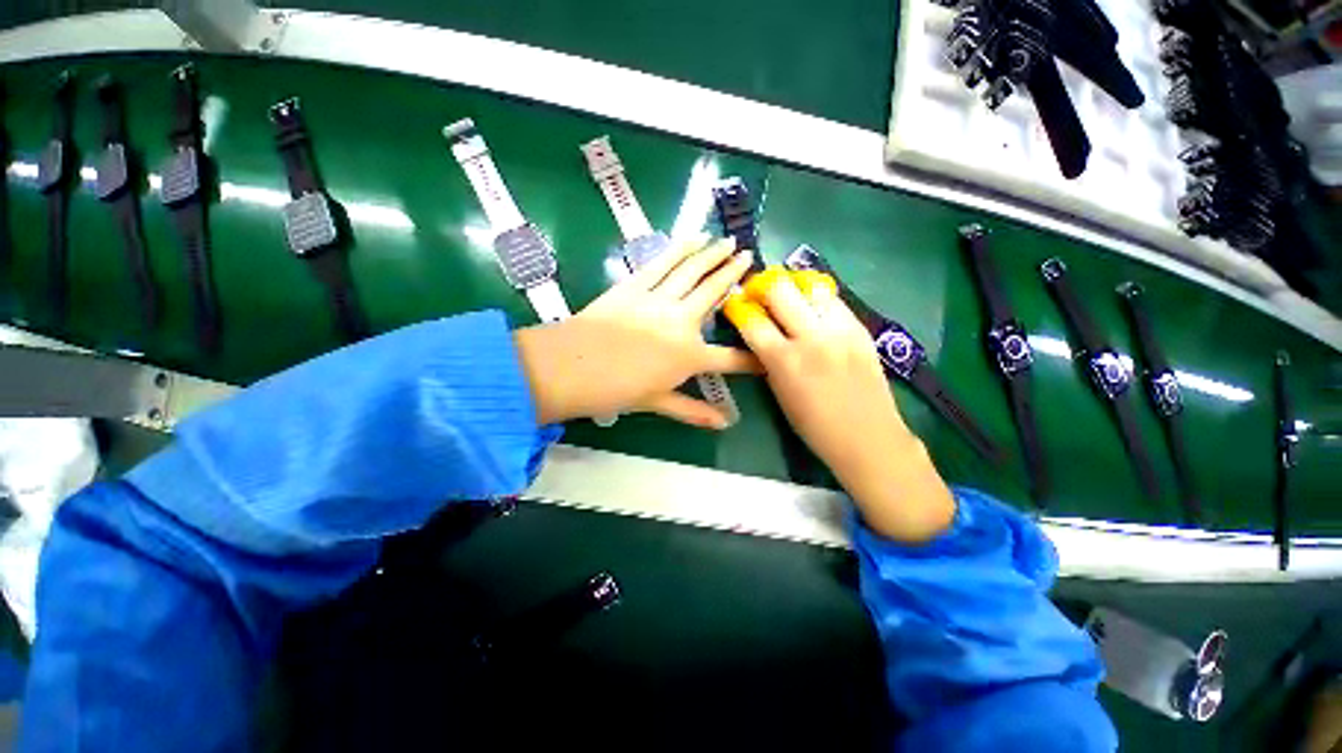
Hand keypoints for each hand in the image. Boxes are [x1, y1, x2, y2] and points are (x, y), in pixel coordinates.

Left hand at [514, 235, 757, 428]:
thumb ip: (693, 411)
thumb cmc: (616, 390)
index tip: (767, 350)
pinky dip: (681, 249)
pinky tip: (694, 237)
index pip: (730, 359)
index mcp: (688, 356)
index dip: (752, 358)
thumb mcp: (658, 403)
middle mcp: (681, 322)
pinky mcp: (636, 285)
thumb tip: (724, 424)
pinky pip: (663, 263)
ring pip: (692, 271)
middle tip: (750, 257)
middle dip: (734, 275)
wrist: (571, 367)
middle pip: (714, 293)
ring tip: (729, 241)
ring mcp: (659, 299)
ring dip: (713, 254)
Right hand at [724, 267, 955, 542]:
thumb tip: (759, 331)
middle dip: (762, 286)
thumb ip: (768, 358)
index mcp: (784, 361)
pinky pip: (834, 300)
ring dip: (793, 287)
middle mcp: (811, 337)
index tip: (734, 304)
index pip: (752, 320)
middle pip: (779, 289)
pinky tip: (814, 309)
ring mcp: (840, 330)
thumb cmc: (814, 426)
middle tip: (759, 293)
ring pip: (810, 286)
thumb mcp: (779, 392)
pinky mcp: (861, 329)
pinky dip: (817, 298)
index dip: (738, 307)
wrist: (868, 438)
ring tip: (789, 296)